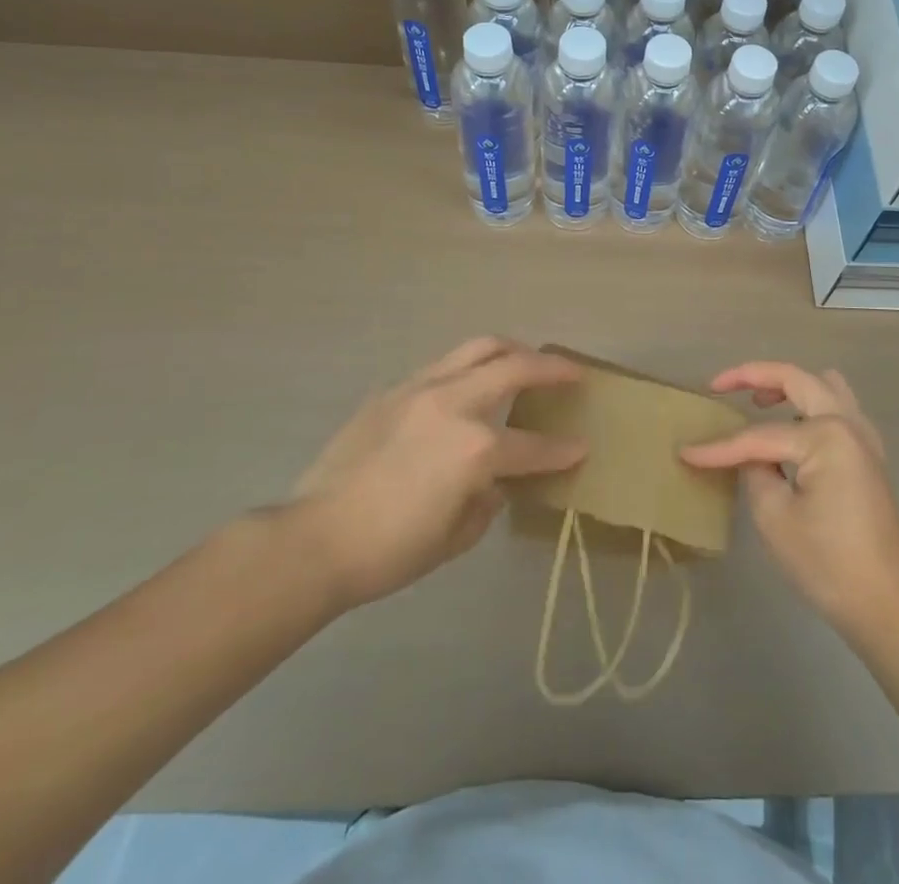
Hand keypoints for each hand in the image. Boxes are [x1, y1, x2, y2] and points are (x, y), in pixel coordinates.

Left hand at [281, 338, 586, 609]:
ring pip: (478, 348)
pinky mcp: (395, 390)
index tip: (582, 447)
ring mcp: (422, 389)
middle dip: (551, 369)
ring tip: (526, 359)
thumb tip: (496, 482)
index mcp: (476, 448)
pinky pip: (443, 365)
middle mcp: (455, 404)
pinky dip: (468, 367)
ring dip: (511, 351)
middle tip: (572, 373)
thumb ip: (488, 501)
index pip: (533, 446)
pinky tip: (469, 385)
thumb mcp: (455, 538)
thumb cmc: (390, 550)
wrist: (315, 538)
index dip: (563, 450)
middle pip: (515, 367)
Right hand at [681, 362, 898, 641]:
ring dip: (789, 384)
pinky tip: (791, 426)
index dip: (719, 447)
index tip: (685, 452)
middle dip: (755, 376)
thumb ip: (755, 472)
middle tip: (719, 385)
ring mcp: (863, 438)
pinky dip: (810, 405)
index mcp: (826, 435)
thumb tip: (750, 457)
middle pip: (798, 379)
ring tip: (758, 401)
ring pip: (824, 386)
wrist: (888, 605)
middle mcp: (848, 423)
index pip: (760, 436)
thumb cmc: (828, 563)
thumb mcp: (775, 517)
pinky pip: (837, 409)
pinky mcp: (868, 456)